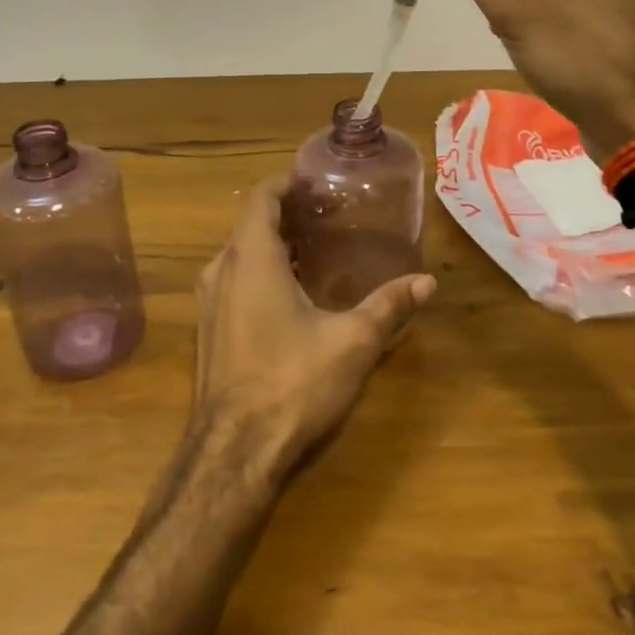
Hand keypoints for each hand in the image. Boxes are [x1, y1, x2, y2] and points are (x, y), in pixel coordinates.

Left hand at [191, 175, 433, 485]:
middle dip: (286, 214)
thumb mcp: (351, 342)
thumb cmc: (291, 383)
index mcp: (250, 257)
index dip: (286, 183)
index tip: (316, 180)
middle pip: (251, 224)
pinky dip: (260, 272)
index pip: (262, 197)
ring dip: (273, 245)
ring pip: (240, 255)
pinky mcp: (208, 330)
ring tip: (316, 249)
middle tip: (327, 213)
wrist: (233, 454)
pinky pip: (233, 282)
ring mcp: (208, 302)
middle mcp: (221, 270)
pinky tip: (292, 293)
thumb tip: (426, 281)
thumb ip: (388, 307)